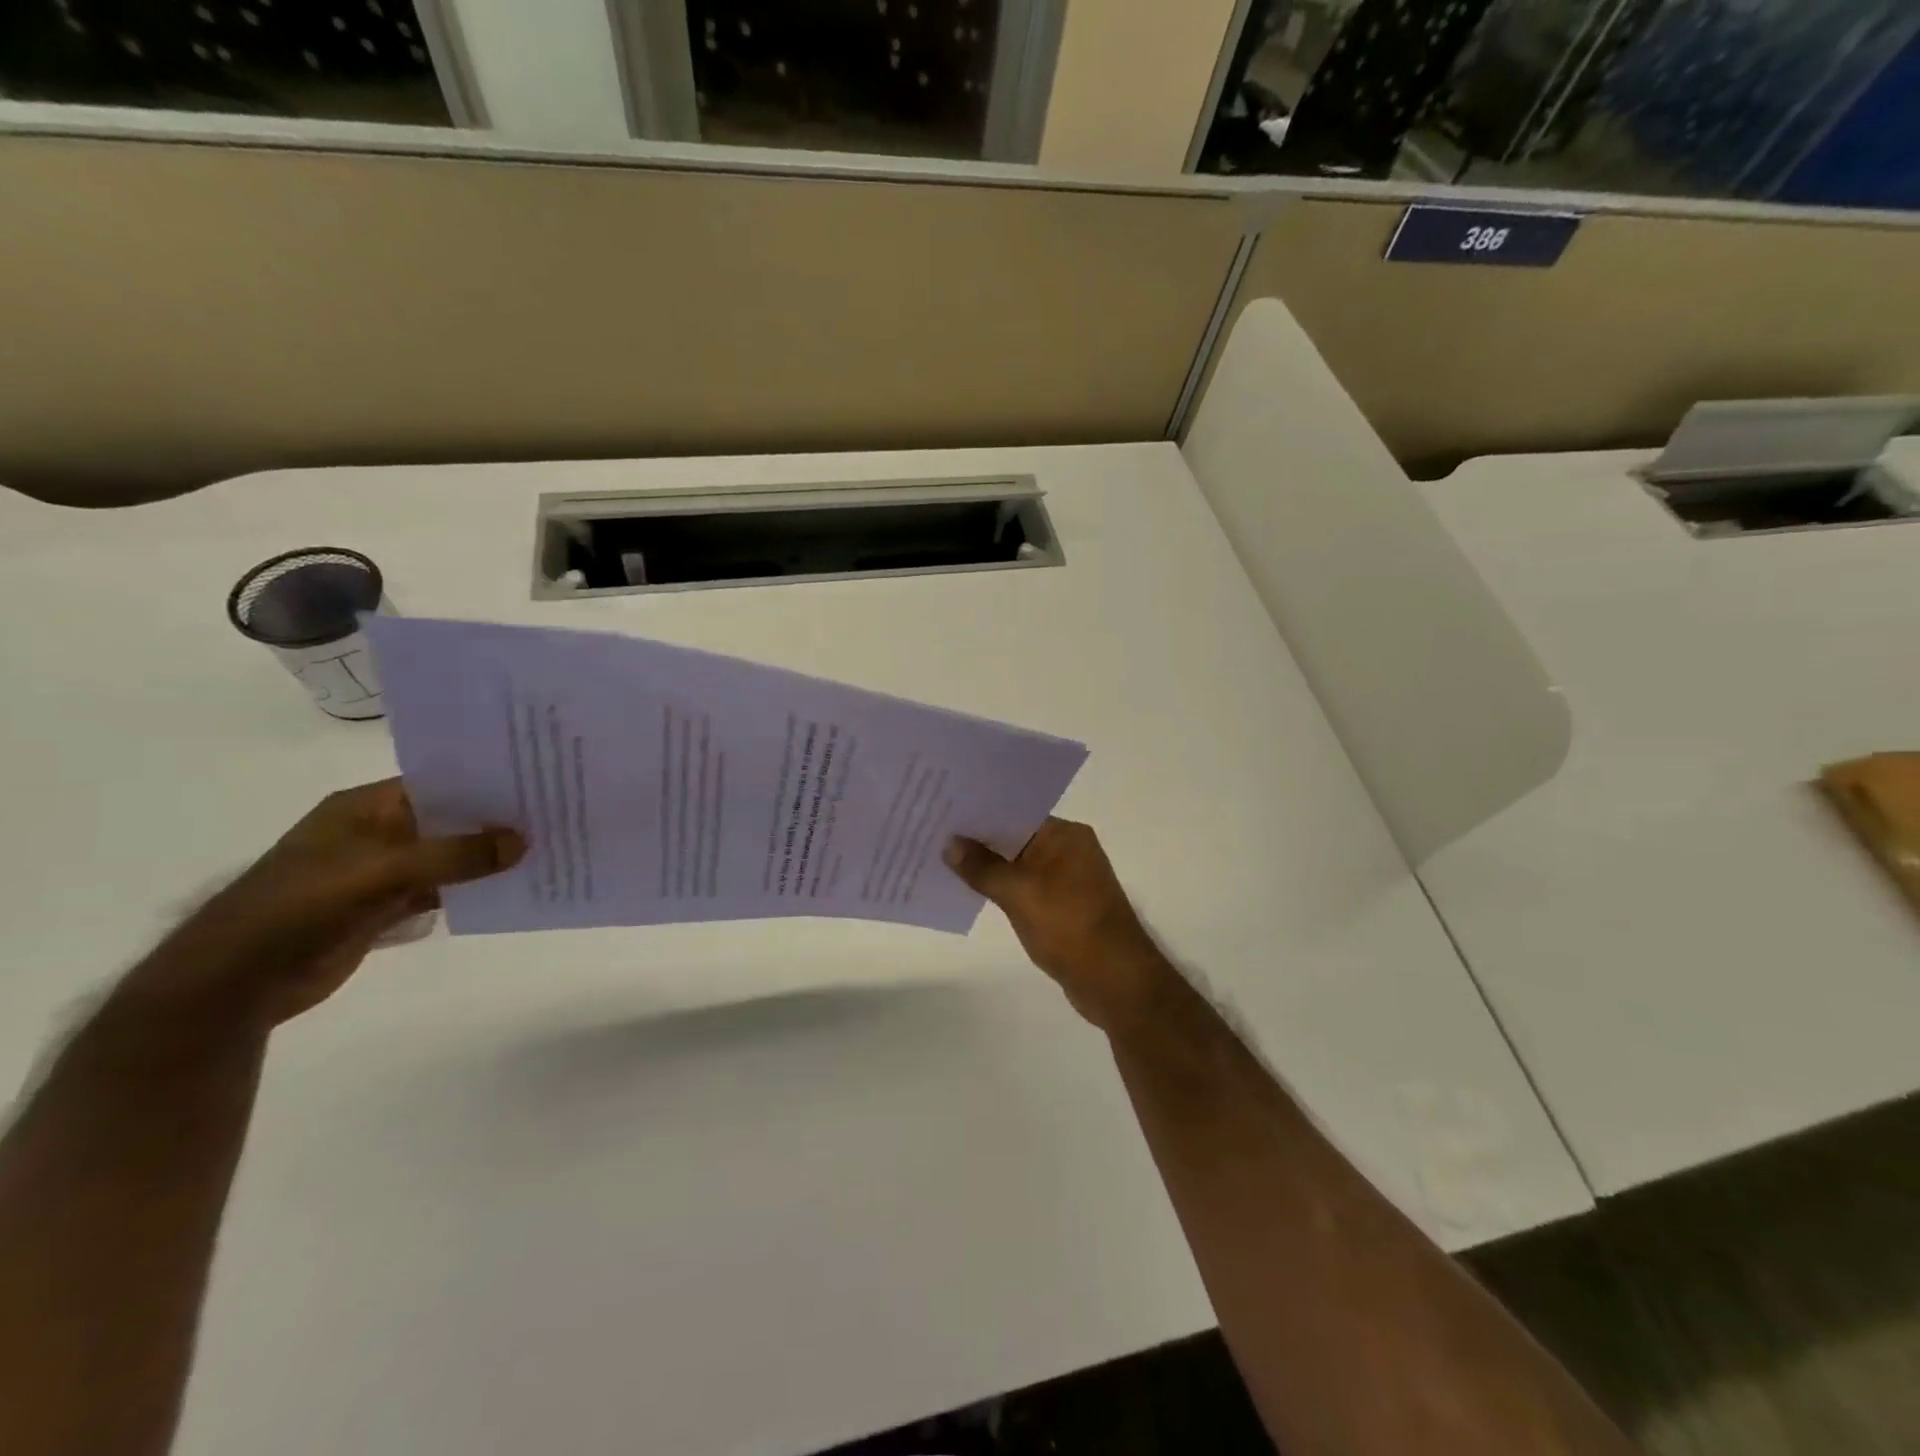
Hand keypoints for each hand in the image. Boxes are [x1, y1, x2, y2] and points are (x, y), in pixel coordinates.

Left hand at [134, 780, 523, 1027]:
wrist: (237, 981)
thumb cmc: (301, 907)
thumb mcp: (381, 871)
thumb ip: (453, 855)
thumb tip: (522, 841)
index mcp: (365, 808)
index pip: (438, 781)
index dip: (486, 780)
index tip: (539, 779)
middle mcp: (377, 832)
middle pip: (449, 818)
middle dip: (496, 819)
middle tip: (556, 813)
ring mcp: (382, 871)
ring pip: (449, 855)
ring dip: (488, 856)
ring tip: (548, 847)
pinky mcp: (385, 906)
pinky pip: (442, 888)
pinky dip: (472, 888)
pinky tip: (514, 886)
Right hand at [945, 819, 1174, 1033]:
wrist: (1115, 982)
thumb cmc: (1069, 927)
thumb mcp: (1020, 894)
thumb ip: (983, 867)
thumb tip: (950, 843)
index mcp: (1065, 835)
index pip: (1014, 813)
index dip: (978, 813)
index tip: (941, 810)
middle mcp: (1068, 850)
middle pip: (1014, 837)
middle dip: (977, 840)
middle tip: (932, 833)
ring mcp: (1066, 879)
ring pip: (1017, 864)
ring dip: (986, 866)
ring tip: (941, 860)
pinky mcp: (1061, 905)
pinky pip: (1023, 887)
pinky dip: (1000, 888)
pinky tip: (968, 890)